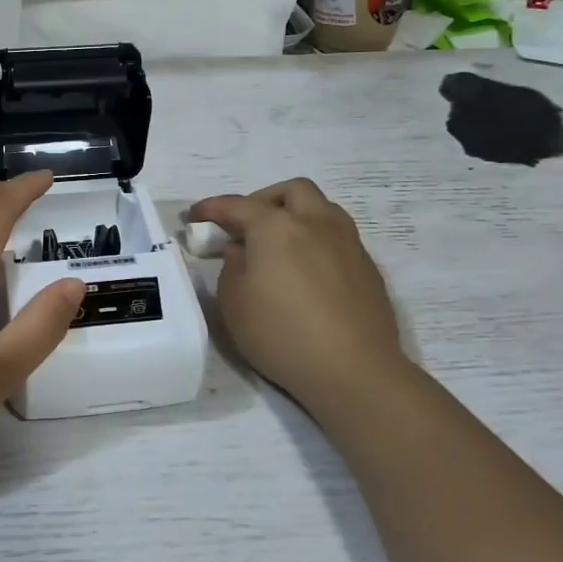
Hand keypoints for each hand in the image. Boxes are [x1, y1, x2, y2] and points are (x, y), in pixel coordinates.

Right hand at [189, 179, 408, 415]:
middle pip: (291, 191)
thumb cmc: (281, 335)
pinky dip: (316, 241)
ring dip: (296, 216)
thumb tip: (240, 250)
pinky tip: (306, 272)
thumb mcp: (234, 304)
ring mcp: (347, 243)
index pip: (238, 206)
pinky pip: (337, 237)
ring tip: (279, 246)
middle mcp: (316, 223)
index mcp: (277, 228)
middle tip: (246, 226)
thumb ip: (231, 267)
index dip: (212, 208)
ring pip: (321, 209)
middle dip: (264, 200)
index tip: (195, 216)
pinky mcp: (367, 267)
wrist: (353, 370)